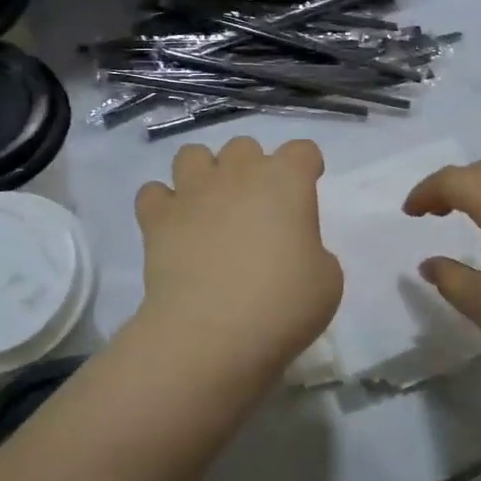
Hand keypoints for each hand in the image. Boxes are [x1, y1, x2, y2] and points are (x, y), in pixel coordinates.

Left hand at [133, 138, 343, 386]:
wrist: (211, 333)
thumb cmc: (282, 305)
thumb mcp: (327, 281)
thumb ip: (313, 252)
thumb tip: (292, 251)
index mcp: (287, 181)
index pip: (303, 151)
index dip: (307, 167)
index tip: (306, 192)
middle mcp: (238, 173)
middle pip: (245, 147)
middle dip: (251, 168)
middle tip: (256, 208)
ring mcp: (193, 192)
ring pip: (192, 154)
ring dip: (203, 173)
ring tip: (210, 206)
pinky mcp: (157, 218)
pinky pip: (153, 193)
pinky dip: (162, 205)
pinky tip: (174, 227)